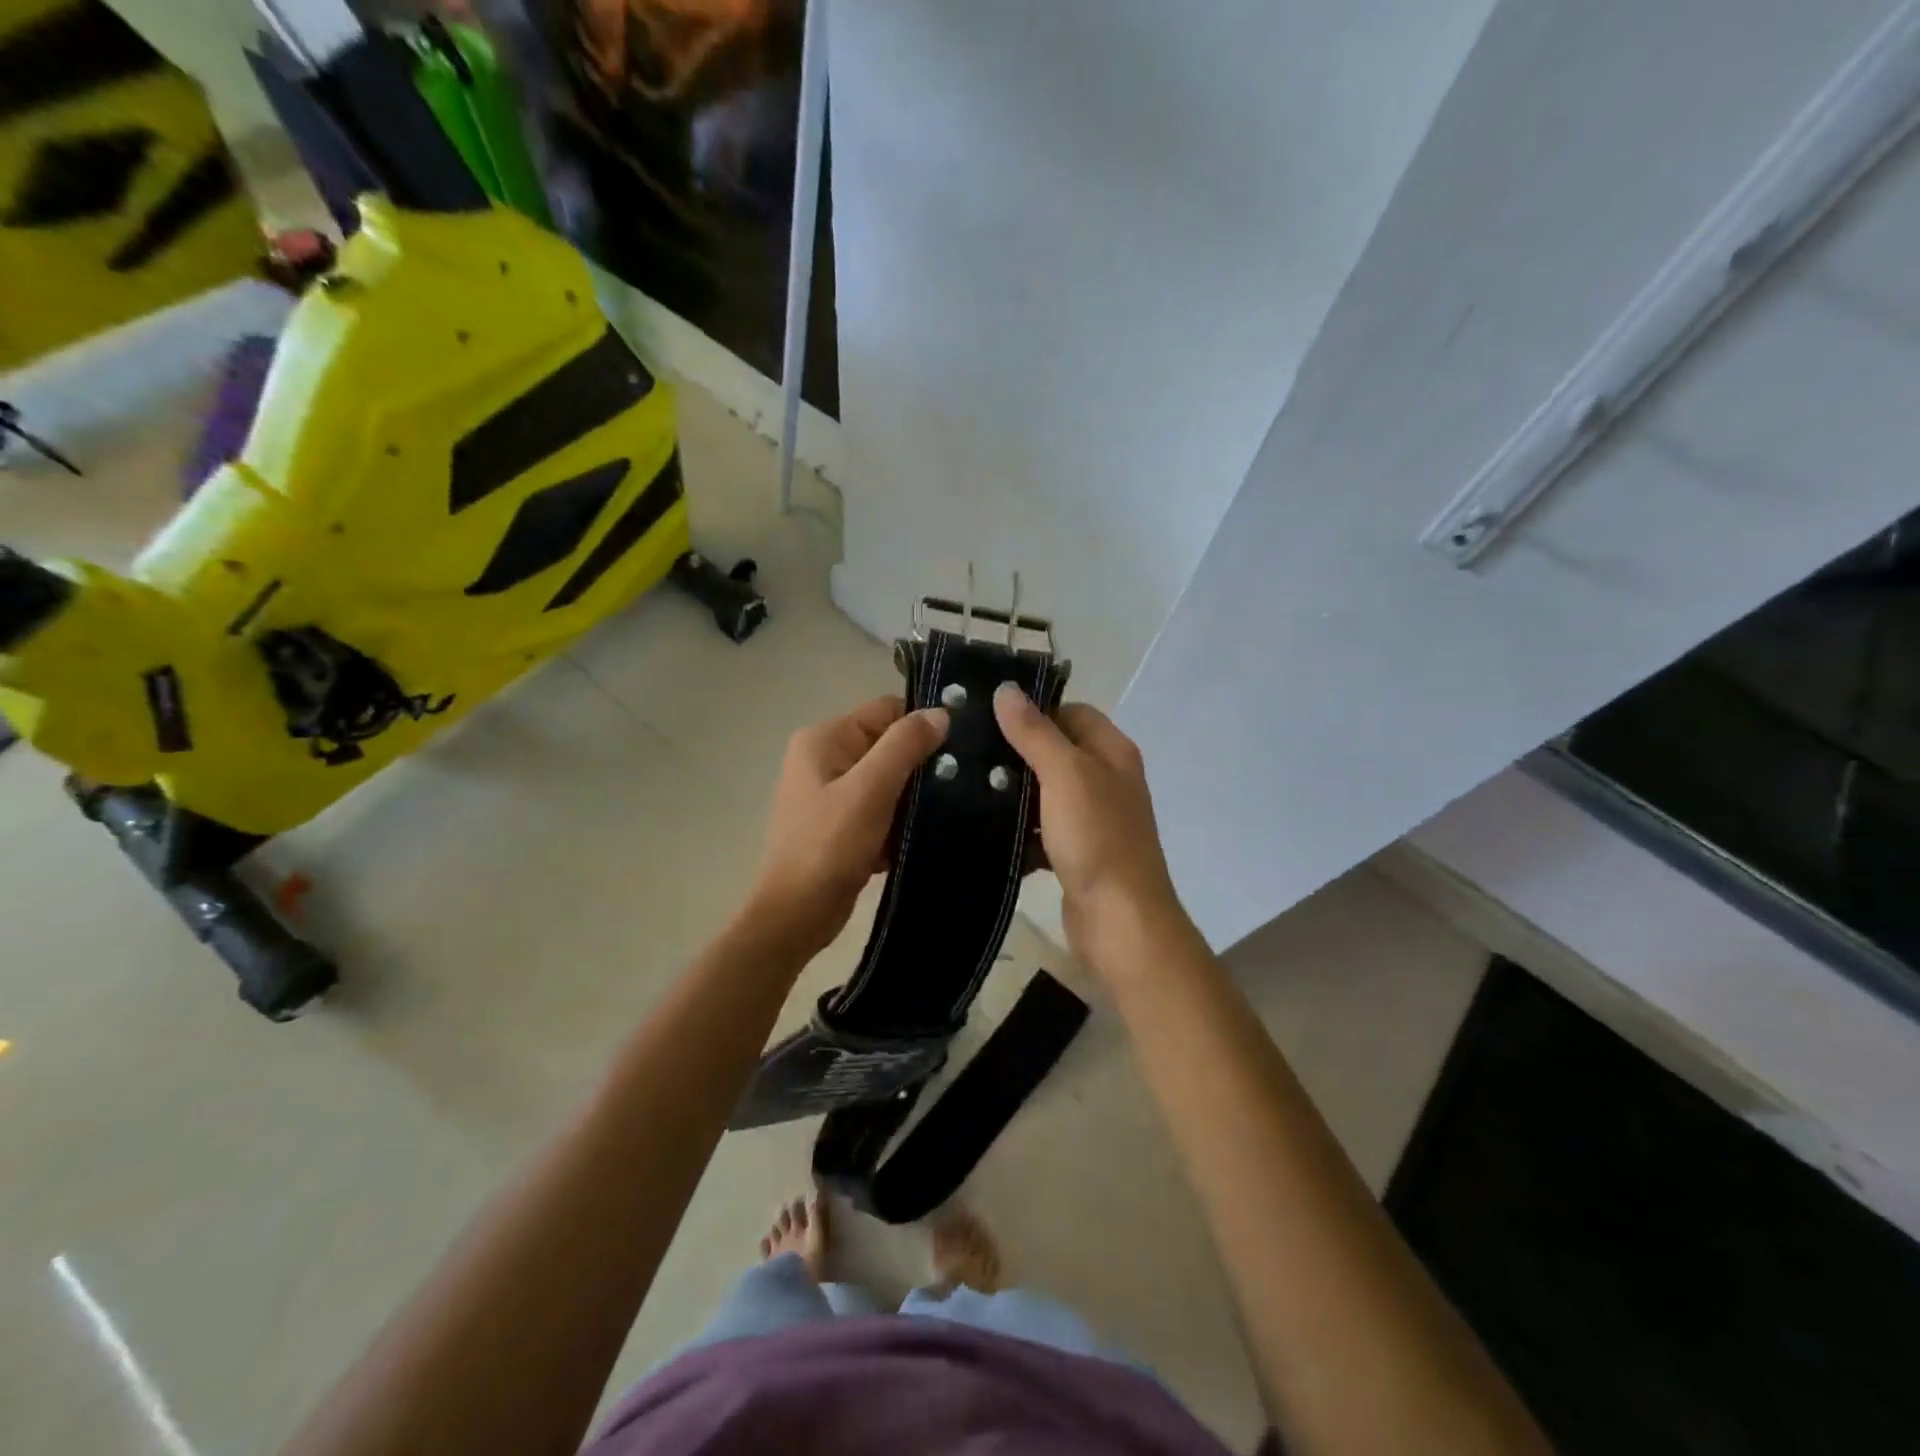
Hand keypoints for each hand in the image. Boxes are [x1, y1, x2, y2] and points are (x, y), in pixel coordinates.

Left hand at [749, 695, 949, 954]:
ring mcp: (830, 793)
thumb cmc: (828, 846)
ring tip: (950, 811)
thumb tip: (941, 712)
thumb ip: (905, 745)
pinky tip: (921, 838)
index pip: (885, 710)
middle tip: (961, 784)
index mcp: (824, 739)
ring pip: (887, 781)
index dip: (921, 724)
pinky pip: (879, 810)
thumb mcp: (870, 790)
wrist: (795, 916)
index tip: (961, 747)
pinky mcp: (839, 825)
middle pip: (887, 745)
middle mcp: (824, 758)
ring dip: (912, 798)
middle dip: (920, 765)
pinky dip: (898, 823)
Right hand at [993, 684, 1191, 983]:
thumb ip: (1035, 732)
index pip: (1072, 712)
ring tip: (964, 785)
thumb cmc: (1097, 839)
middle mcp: (1106, 780)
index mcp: (1112, 753)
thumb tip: (1006, 689)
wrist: (1119, 921)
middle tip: (967, 750)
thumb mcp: (1065, 775)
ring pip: (1046, 793)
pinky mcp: (1076, 853)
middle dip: (1016, 751)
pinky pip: (1042, 830)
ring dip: (1013, 792)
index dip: (1035, 709)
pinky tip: (983, 829)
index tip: (987, 714)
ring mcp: (1093, 820)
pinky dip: (1019, 830)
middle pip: (1057, 751)